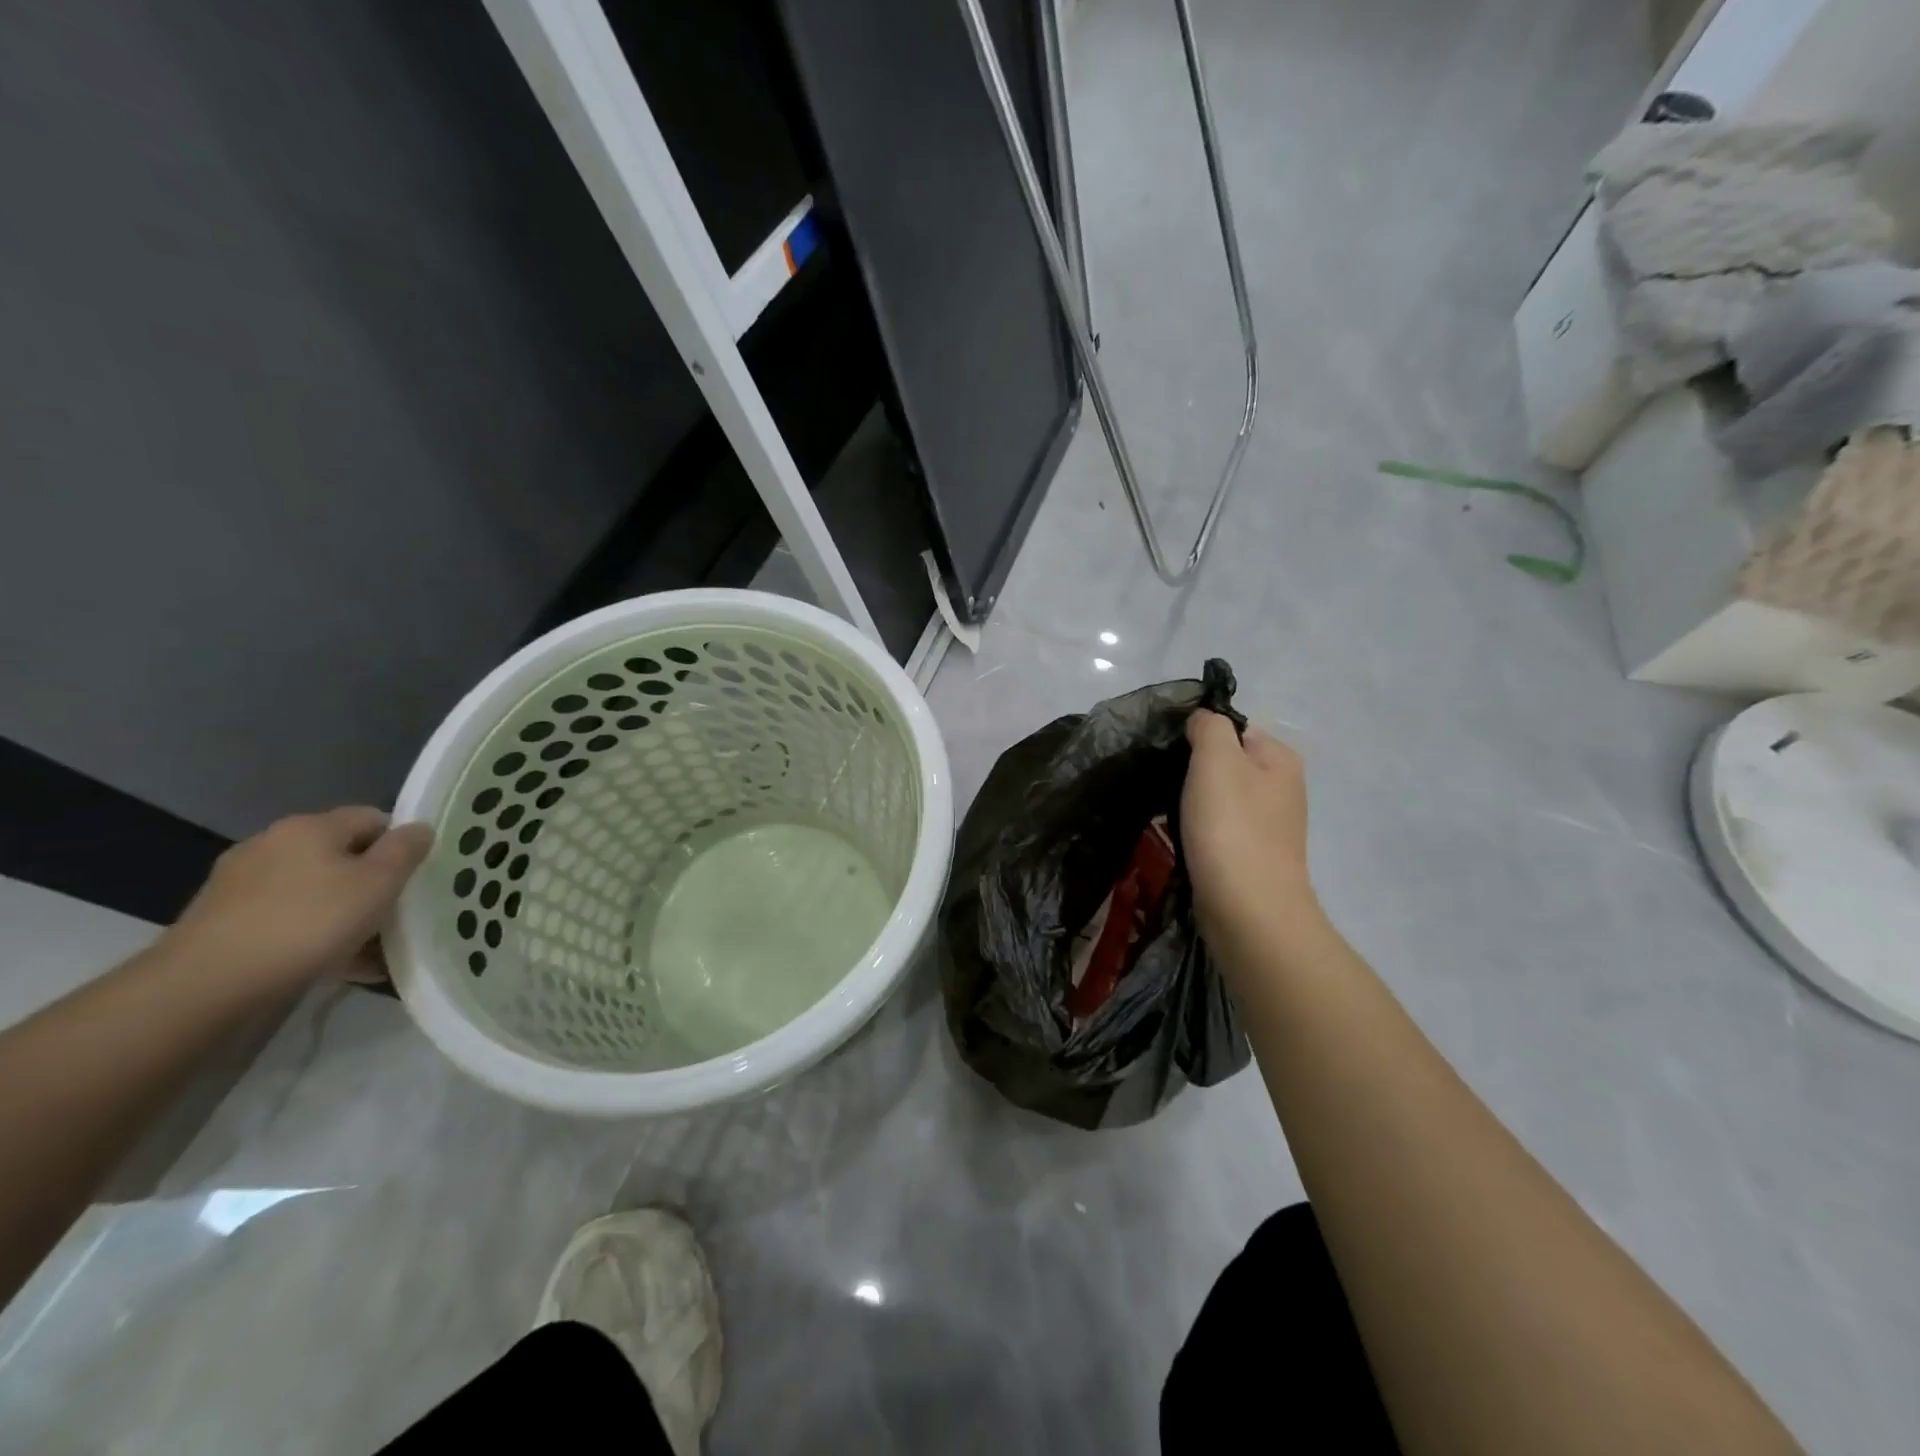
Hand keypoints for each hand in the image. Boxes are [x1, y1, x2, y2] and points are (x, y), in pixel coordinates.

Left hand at [160, 808, 433, 992]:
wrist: (205, 987)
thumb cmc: (308, 923)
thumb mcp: (379, 883)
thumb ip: (406, 850)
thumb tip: (419, 828)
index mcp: (310, 827)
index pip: (373, 818)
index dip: (400, 844)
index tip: (415, 878)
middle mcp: (271, 844)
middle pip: (341, 855)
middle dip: (370, 883)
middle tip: (395, 915)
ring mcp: (240, 884)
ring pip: (314, 890)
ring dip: (343, 912)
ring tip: (367, 948)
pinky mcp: (222, 922)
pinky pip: (286, 919)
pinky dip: (311, 935)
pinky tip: (329, 964)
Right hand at [1182, 710, 1319, 956]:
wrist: (1249, 910)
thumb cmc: (1231, 827)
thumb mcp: (1216, 759)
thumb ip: (1209, 727)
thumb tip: (1202, 722)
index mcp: (1280, 757)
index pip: (1231, 728)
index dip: (1197, 737)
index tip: (1169, 756)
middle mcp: (1282, 787)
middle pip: (1224, 764)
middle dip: (1192, 772)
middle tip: (1165, 786)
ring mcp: (1269, 825)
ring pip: (1218, 798)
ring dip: (1191, 804)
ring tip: (1169, 815)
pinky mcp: (1253, 856)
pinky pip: (1219, 829)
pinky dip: (1199, 832)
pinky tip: (1184, 841)